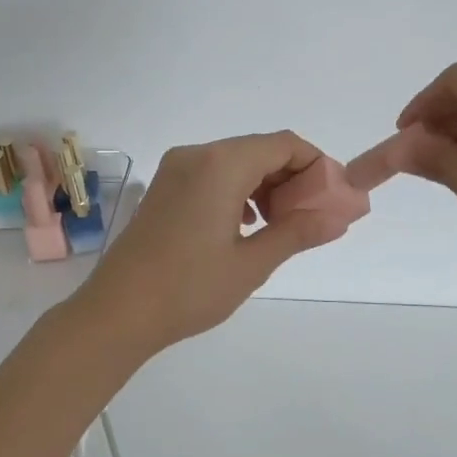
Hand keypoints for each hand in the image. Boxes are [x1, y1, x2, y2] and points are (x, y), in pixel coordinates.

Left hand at [81, 132, 346, 354]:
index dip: (316, 165)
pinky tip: (246, 226)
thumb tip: (339, 217)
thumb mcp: (252, 263)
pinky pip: (213, 175)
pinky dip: (238, 191)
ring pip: (236, 162)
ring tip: (280, 226)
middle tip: (310, 217)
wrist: (117, 312)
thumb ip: (298, 232)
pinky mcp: (164, 188)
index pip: (284, 144)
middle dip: (292, 178)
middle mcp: (197, 154)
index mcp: (221, 164)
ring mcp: (176, 170)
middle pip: (260, 150)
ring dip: (266, 185)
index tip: (333, 198)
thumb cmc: (189, 288)